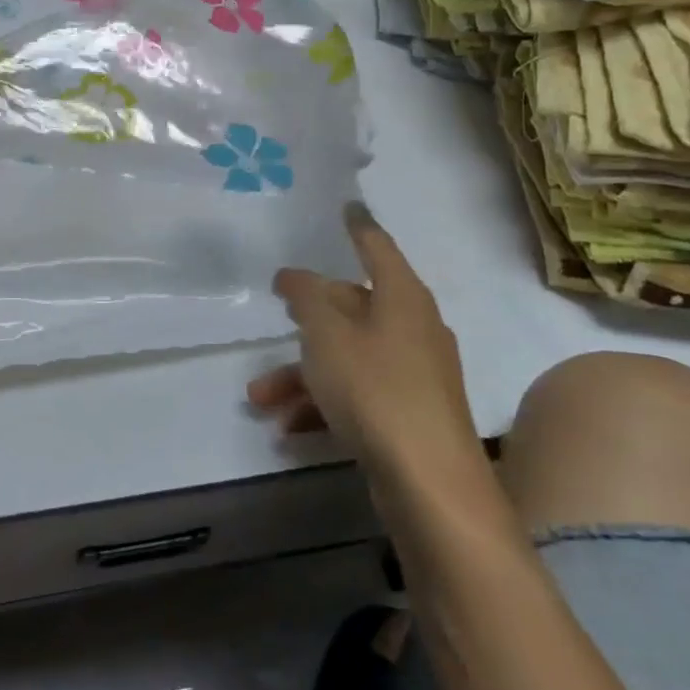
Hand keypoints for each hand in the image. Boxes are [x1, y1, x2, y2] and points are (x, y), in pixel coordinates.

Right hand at [248, 202, 486, 486]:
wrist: (430, 482)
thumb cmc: (375, 390)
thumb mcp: (327, 336)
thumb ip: (306, 298)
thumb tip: (294, 276)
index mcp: (402, 297)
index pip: (376, 246)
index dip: (358, 225)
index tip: (346, 206)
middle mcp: (413, 328)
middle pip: (354, 307)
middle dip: (307, 320)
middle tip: (278, 313)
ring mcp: (414, 373)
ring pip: (348, 357)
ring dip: (303, 374)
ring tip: (260, 398)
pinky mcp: (409, 413)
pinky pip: (358, 394)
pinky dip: (325, 405)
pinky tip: (289, 428)